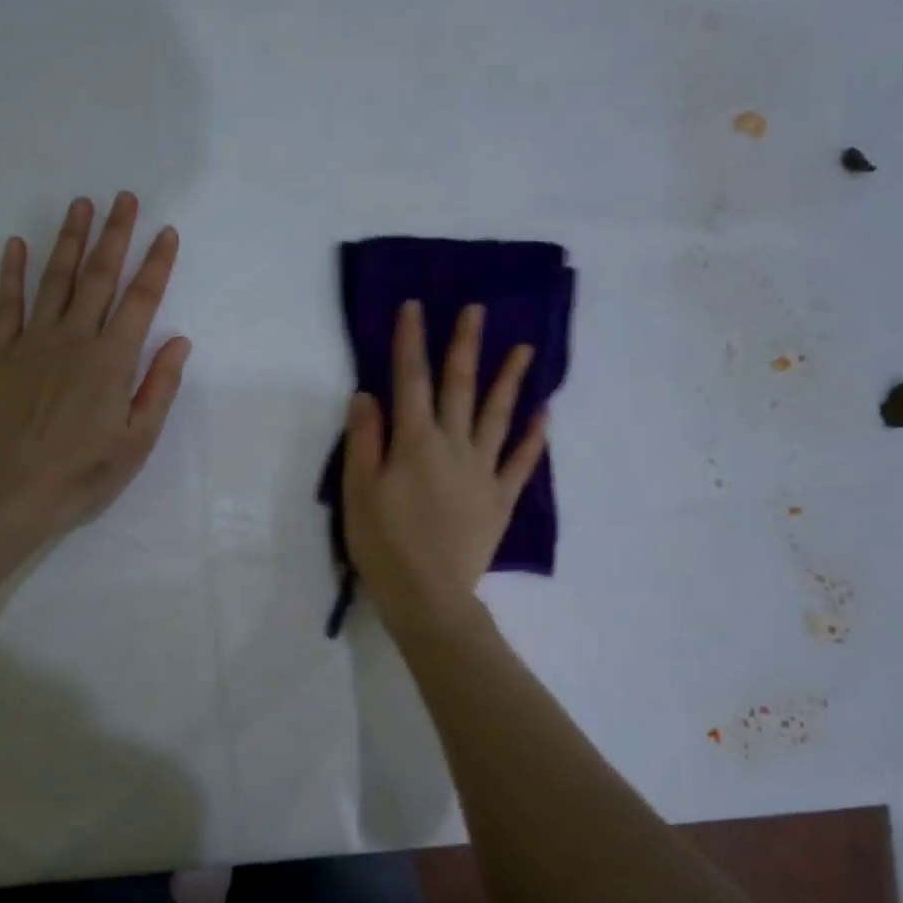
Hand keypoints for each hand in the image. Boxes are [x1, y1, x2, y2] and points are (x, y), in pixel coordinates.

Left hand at [0, 193, 189, 540]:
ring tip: (82, 205)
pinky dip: (12, 271)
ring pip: (55, 279)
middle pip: (99, 277)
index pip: (141, 301)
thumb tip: (179, 341)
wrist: (14, 490)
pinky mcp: (0, 353)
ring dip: (70, 240)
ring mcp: (33, 342)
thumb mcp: (137, 440)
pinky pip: (6, 303)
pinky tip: (17, 243)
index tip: (166, 232)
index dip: (156, 265)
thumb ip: (159, 387)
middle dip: (116, 235)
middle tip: (125, 198)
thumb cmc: (84, 472)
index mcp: (112, 361)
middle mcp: (74, 339)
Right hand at [342, 300, 546, 635]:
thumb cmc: (383, 544)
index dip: (411, 342)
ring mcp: (482, 472)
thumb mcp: (358, 492)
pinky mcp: (500, 499)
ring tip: (525, 349)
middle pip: (460, 388)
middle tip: (476, 310)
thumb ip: (364, 440)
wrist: (428, 595)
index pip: (410, 381)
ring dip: (510, 380)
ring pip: (498, 416)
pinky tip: (544, 413)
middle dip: (465, 346)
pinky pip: (521, 462)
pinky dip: (534, 436)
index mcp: (414, 443)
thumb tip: (368, 394)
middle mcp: (453, 446)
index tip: (416, 307)